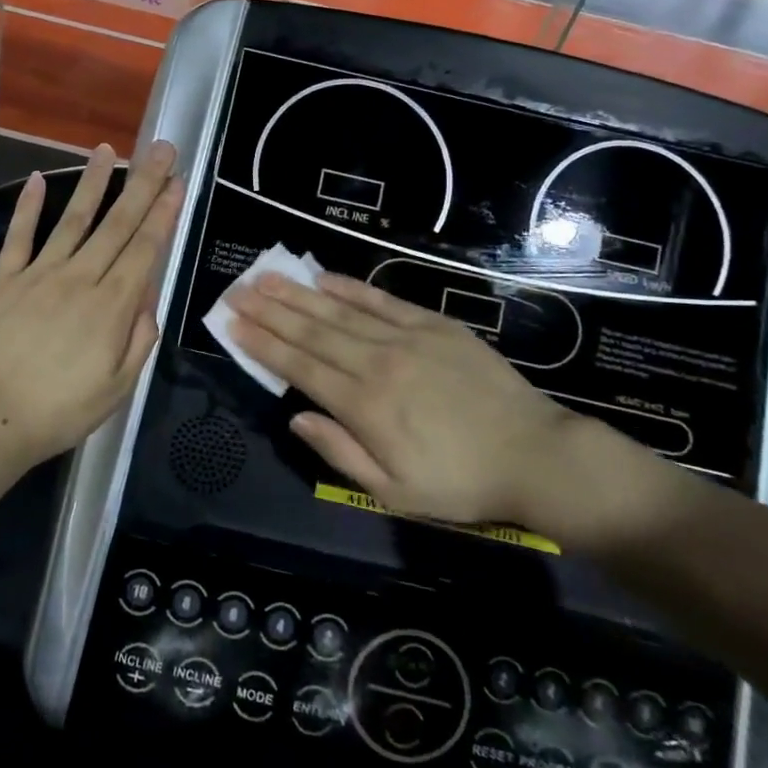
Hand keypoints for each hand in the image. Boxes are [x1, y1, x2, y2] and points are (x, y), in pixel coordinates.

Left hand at [0, 142, 181, 469]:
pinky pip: (19, 235)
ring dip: (94, 182)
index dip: (163, 212)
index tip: (177, 182)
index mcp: (111, 305)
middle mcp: (80, 277)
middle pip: (117, 223)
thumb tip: (147, 297)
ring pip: (73, 219)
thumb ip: (139, 338)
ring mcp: (40, 273)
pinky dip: (29, 206)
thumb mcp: (119, 387)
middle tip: (161, 149)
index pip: (145, 248)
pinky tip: (39, 179)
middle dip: (143, 183)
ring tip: (108, 150)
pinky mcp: (5, 278)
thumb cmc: (60, 410)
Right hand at [227, 272, 585, 530]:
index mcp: (364, 406)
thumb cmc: (460, 482)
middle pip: (312, 331)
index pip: (299, 367)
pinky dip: (349, 286)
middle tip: (236, 291)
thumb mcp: (394, 492)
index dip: (263, 344)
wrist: (534, 455)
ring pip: (339, 310)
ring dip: (298, 293)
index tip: (233, 324)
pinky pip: (382, 300)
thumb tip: (296, 416)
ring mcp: (406, 338)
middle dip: (269, 310)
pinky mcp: (434, 324)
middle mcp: (377, 363)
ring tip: (266, 276)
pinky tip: (323, 276)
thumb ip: (340, 452)